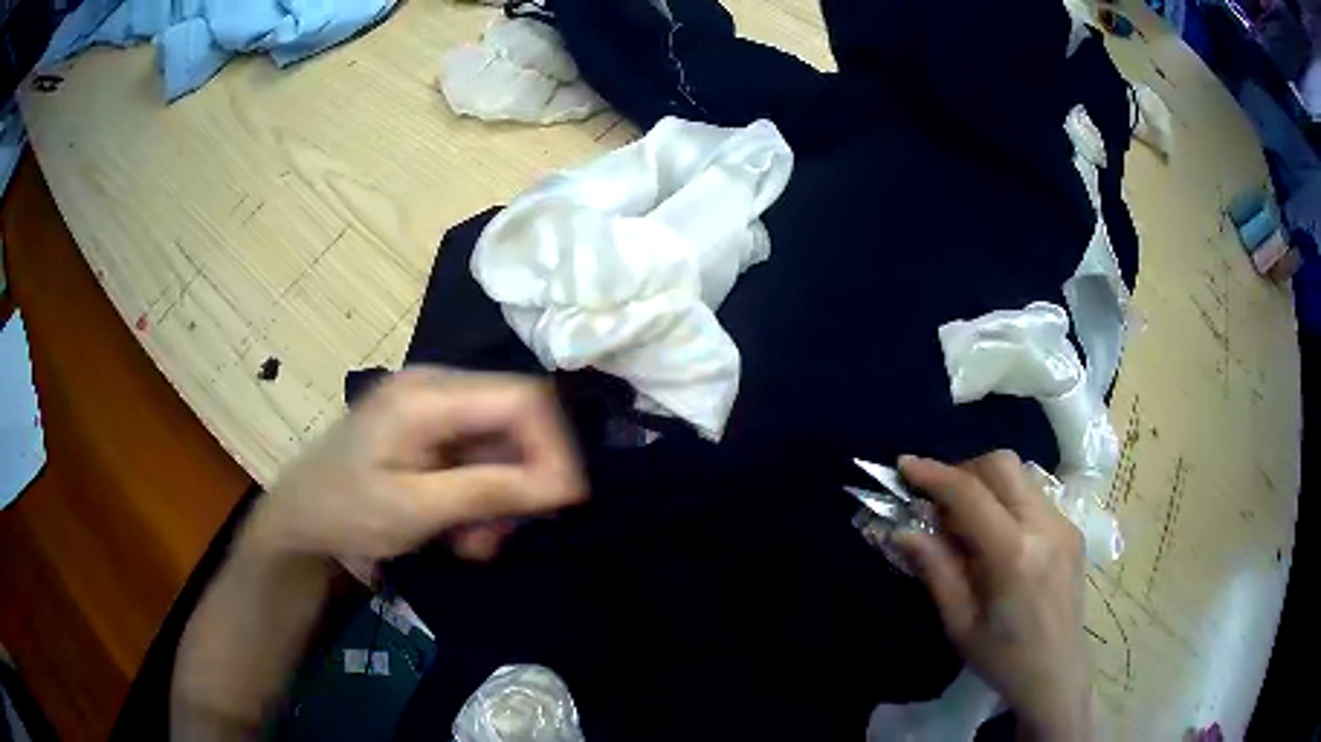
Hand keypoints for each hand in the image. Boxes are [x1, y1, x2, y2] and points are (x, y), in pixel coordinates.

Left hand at [245, 368, 585, 567]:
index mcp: (428, 395)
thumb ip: (490, 491)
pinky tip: (459, 529)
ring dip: (500, 498)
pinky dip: (481, 496)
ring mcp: (434, 407)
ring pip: (502, 445)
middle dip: (522, 482)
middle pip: (516, 422)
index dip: (555, 446)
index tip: (563, 501)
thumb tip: (566, 484)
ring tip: (472, 541)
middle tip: (502, 533)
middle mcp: (437, 387)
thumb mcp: (416, 509)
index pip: (523, 399)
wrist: (298, 518)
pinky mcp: (431, 429)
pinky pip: (480, 456)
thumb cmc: (346, 512)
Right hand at [894, 451, 1090, 740]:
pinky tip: (995, 535)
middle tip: (937, 497)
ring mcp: (1064, 524)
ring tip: (963, 519)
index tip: (903, 465)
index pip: (970, 494)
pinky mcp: (1072, 529)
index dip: (933, 474)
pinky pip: (1034, 495)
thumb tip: (903, 530)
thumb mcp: (959, 624)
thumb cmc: (1003, 658)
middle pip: (1002, 465)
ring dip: (986, 483)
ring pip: (1020, 475)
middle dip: (963, 469)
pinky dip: (1006, 499)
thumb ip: (936, 571)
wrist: (1057, 673)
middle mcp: (1045, 526)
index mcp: (1014, 555)